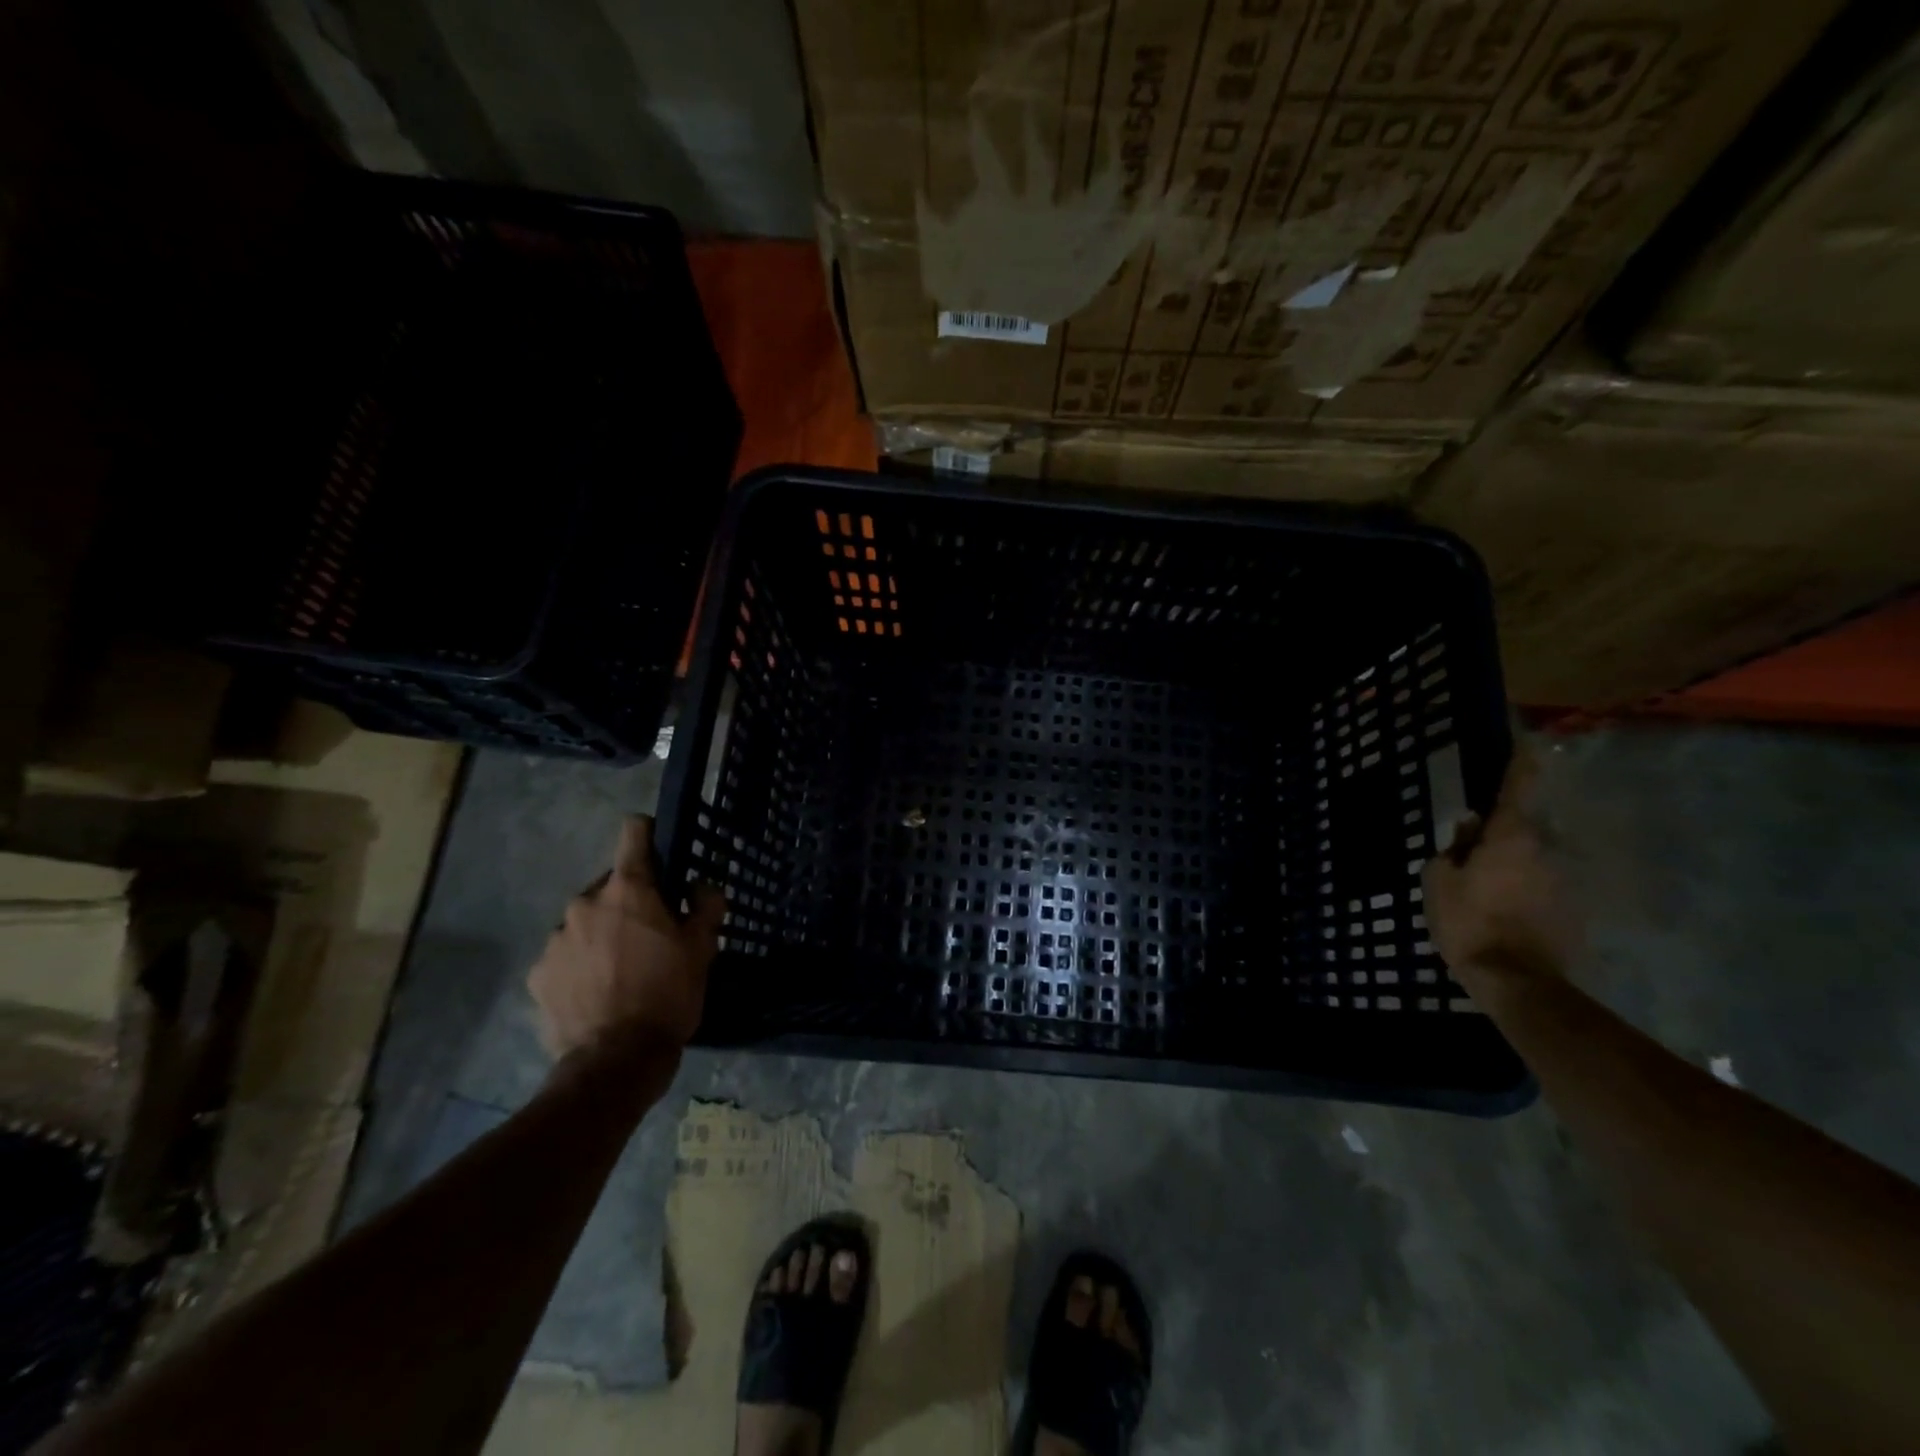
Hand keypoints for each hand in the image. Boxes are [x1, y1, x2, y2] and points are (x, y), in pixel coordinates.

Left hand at [528, 816, 725, 1059]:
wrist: (616, 1060)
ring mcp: (555, 940)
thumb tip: (700, 885)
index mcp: (628, 889)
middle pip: (611, 885)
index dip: (649, 834)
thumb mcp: (702, 948)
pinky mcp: (537, 975)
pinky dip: (581, 964)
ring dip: (603, 933)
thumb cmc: (667, 994)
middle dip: (630, 901)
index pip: (633, 832)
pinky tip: (599, 992)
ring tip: (623, 970)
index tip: (661, 852)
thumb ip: (706, 905)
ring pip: (586, 922)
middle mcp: (585, 903)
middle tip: (652, 934)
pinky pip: (565, 956)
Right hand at [1422, 746, 1573, 985]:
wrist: (1517, 982)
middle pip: (1519, 833)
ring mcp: (1563, 883)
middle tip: (1467, 859)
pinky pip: (1539, 892)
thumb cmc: (1468, 922)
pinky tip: (1502, 920)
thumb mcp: (1439, 881)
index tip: (1528, 743)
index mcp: (1510, 838)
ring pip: (1529, 865)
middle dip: (1497, 839)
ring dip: (1509, 872)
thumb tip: (1468, 829)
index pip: (1516, 790)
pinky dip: (1521, 898)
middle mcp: (1545, 852)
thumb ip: (1452, 849)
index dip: (1519, 765)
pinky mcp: (1572, 912)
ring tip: (1483, 898)